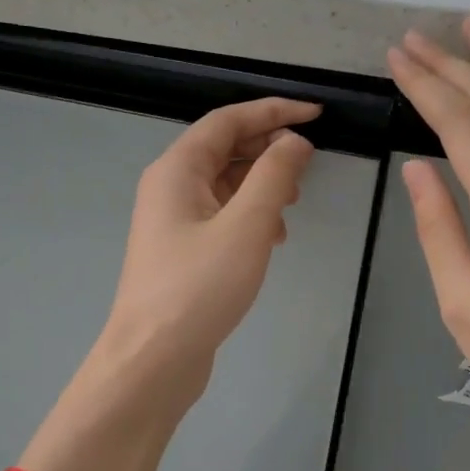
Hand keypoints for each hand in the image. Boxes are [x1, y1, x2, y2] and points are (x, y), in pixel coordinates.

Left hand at [92, 96, 318, 407]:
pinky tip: (274, 238)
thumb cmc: (199, 287)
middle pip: (225, 148)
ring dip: (262, 184)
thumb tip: (294, 141)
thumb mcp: (247, 225)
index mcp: (177, 169)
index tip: (316, 114)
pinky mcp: (183, 250)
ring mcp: (174, 220)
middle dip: (269, 148)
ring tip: (294, 202)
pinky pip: (222, 215)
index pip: (228, 120)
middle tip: (309, 162)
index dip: (273, 111)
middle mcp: (170, 187)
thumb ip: (274, 176)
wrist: (153, 359)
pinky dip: (251, 215)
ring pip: (225, 183)